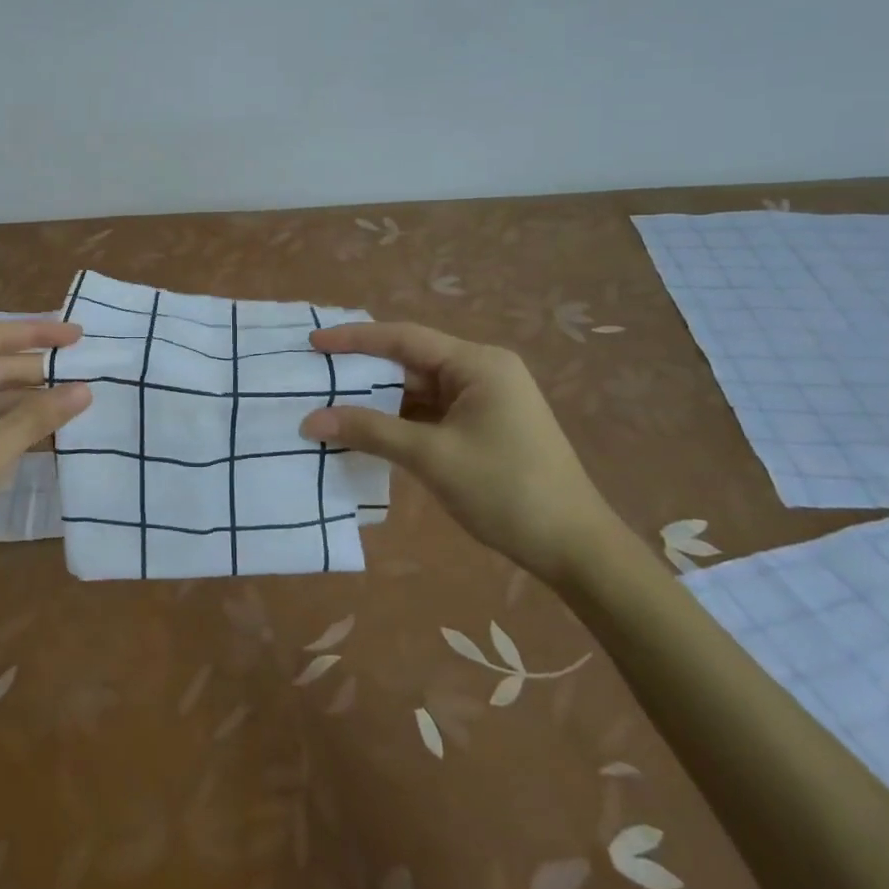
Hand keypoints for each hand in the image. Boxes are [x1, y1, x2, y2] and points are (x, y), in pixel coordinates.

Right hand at [299, 322, 617, 582]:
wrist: (577, 550)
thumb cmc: (506, 491)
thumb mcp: (431, 457)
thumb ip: (370, 431)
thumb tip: (311, 420)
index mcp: (477, 364)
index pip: (404, 339)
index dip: (355, 338)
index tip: (314, 343)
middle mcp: (482, 372)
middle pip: (411, 362)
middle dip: (364, 372)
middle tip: (315, 375)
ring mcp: (485, 400)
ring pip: (419, 390)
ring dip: (380, 400)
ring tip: (330, 404)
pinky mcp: (484, 427)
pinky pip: (431, 413)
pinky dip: (400, 421)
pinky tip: (367, 430)